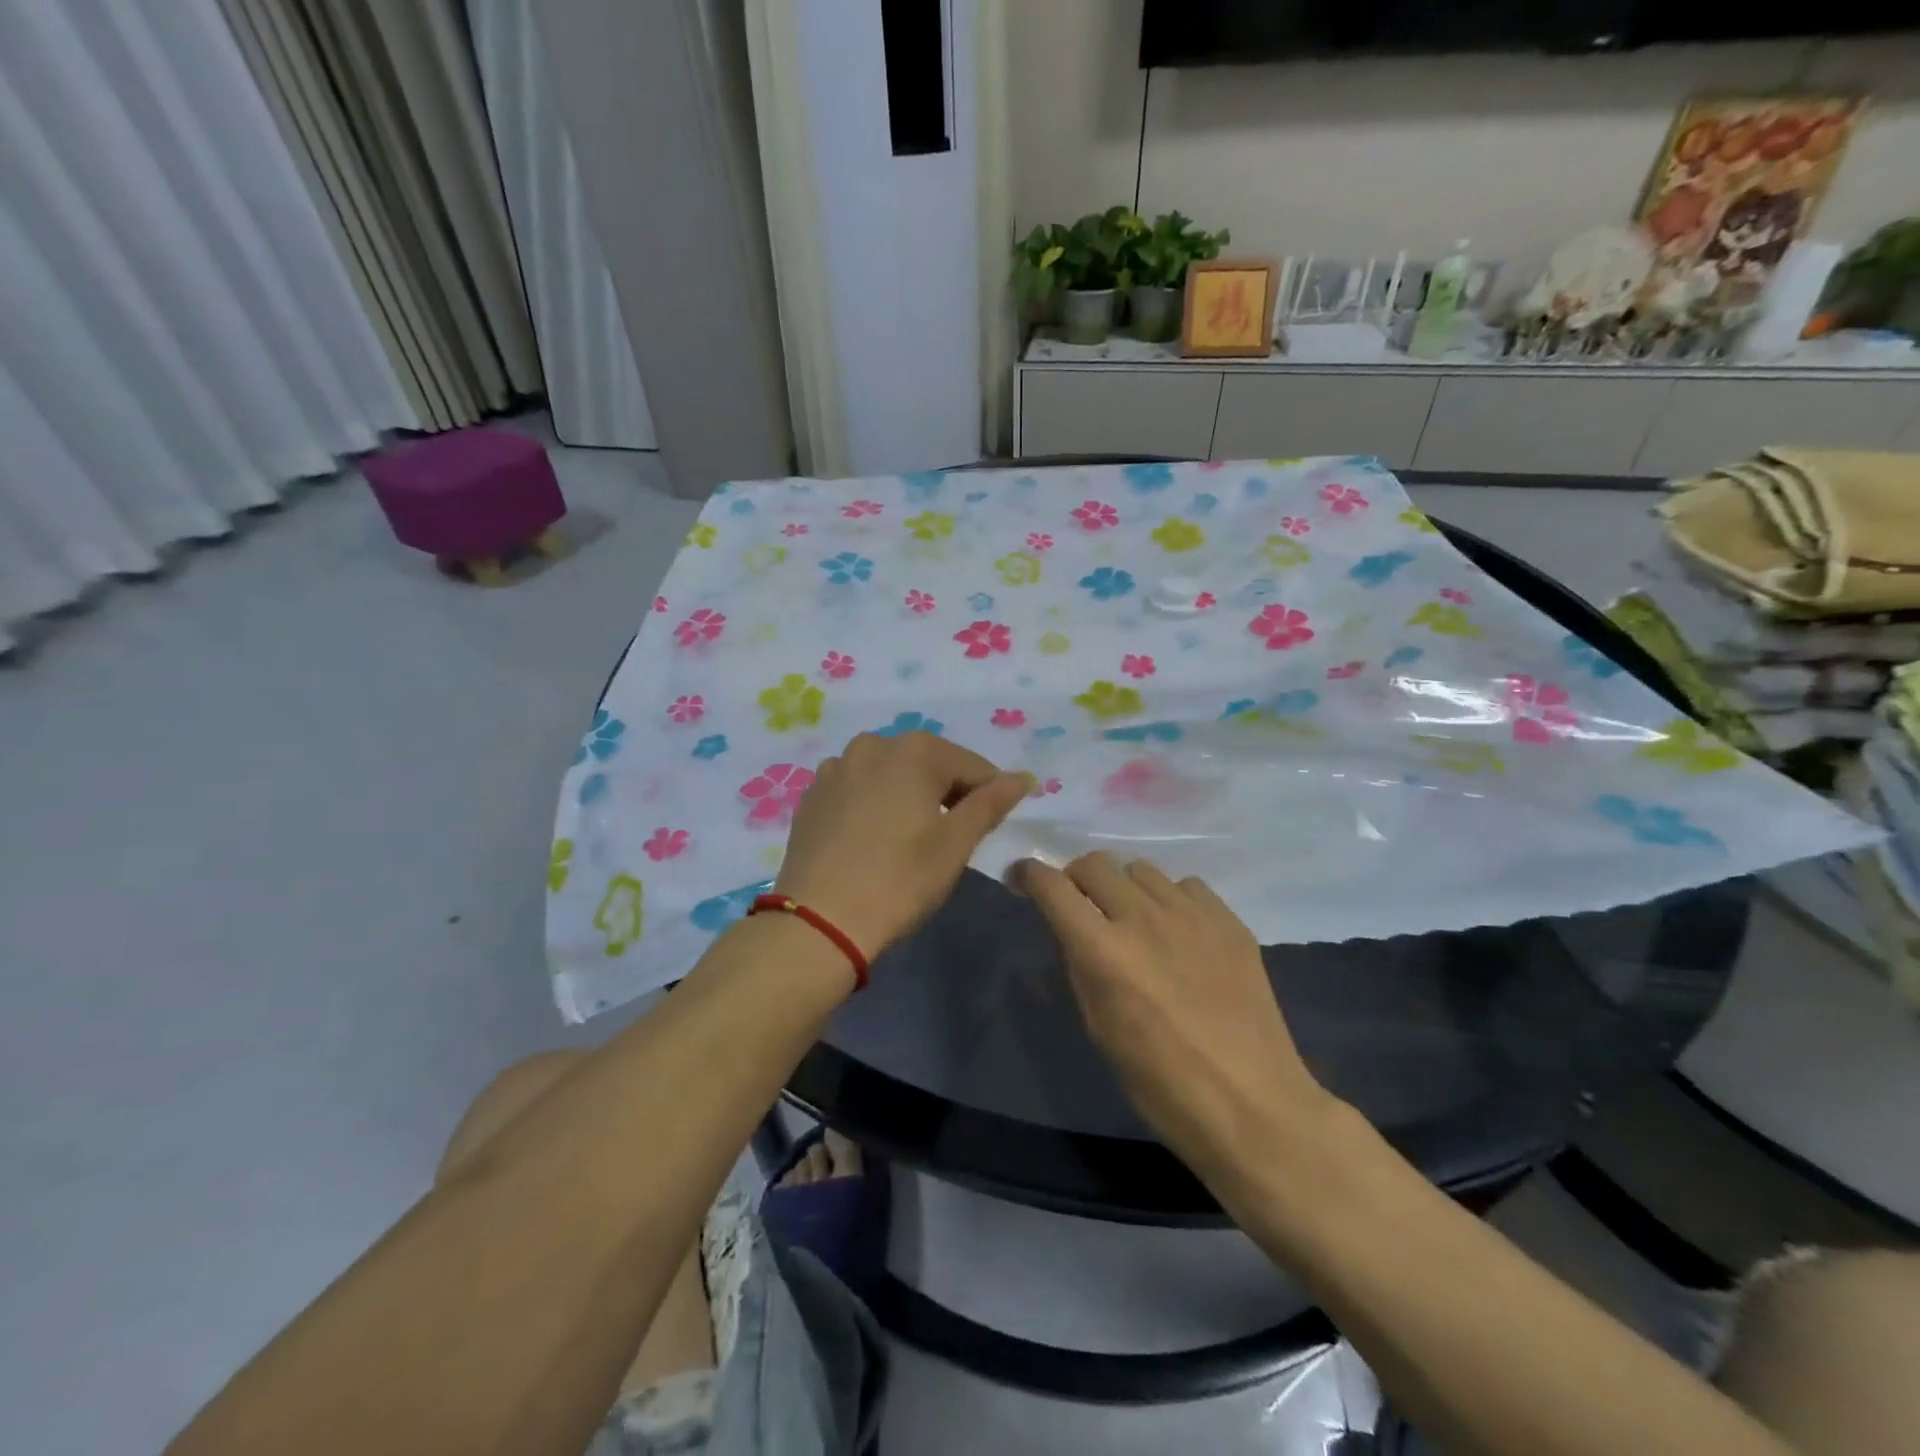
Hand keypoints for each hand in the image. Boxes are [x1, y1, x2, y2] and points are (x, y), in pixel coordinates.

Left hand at [774, 732, 1029, 962]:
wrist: (819, 921)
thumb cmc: (900, 880)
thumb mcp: (956, 843)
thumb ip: (992, 803)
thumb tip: (1023, 777)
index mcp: (915, 750)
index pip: (973, 766)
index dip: (989, 796)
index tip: (989, 830)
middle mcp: (872, 745)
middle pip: (928, 764)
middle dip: (946, 793)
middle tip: (950, 839)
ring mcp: (836, 768)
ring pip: (890, 775)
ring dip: (907, 796)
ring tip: (908, 839)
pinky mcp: (812, 795)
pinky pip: (857, 789)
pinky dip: (873, 804)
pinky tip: (872, 839)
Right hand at [1015, 852, 1334, 1190]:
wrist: (1252, 1105)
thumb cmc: (1160, 1082)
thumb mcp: (1098, 1027)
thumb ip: (1080, 966)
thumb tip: (1071, 929)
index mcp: (1103, 950)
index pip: (1053, 886)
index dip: (1029, 875)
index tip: (1022, 879)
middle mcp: (1143, 918)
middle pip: (1095, 863)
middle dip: (1075, 878)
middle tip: (1080, 905)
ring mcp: (1191, 914)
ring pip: (1140, 869)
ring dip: (1124, 888)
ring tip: (1134, 921)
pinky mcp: (1229, 921)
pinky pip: (1186, 885)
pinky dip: (1170, 899)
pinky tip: (1178, 932)